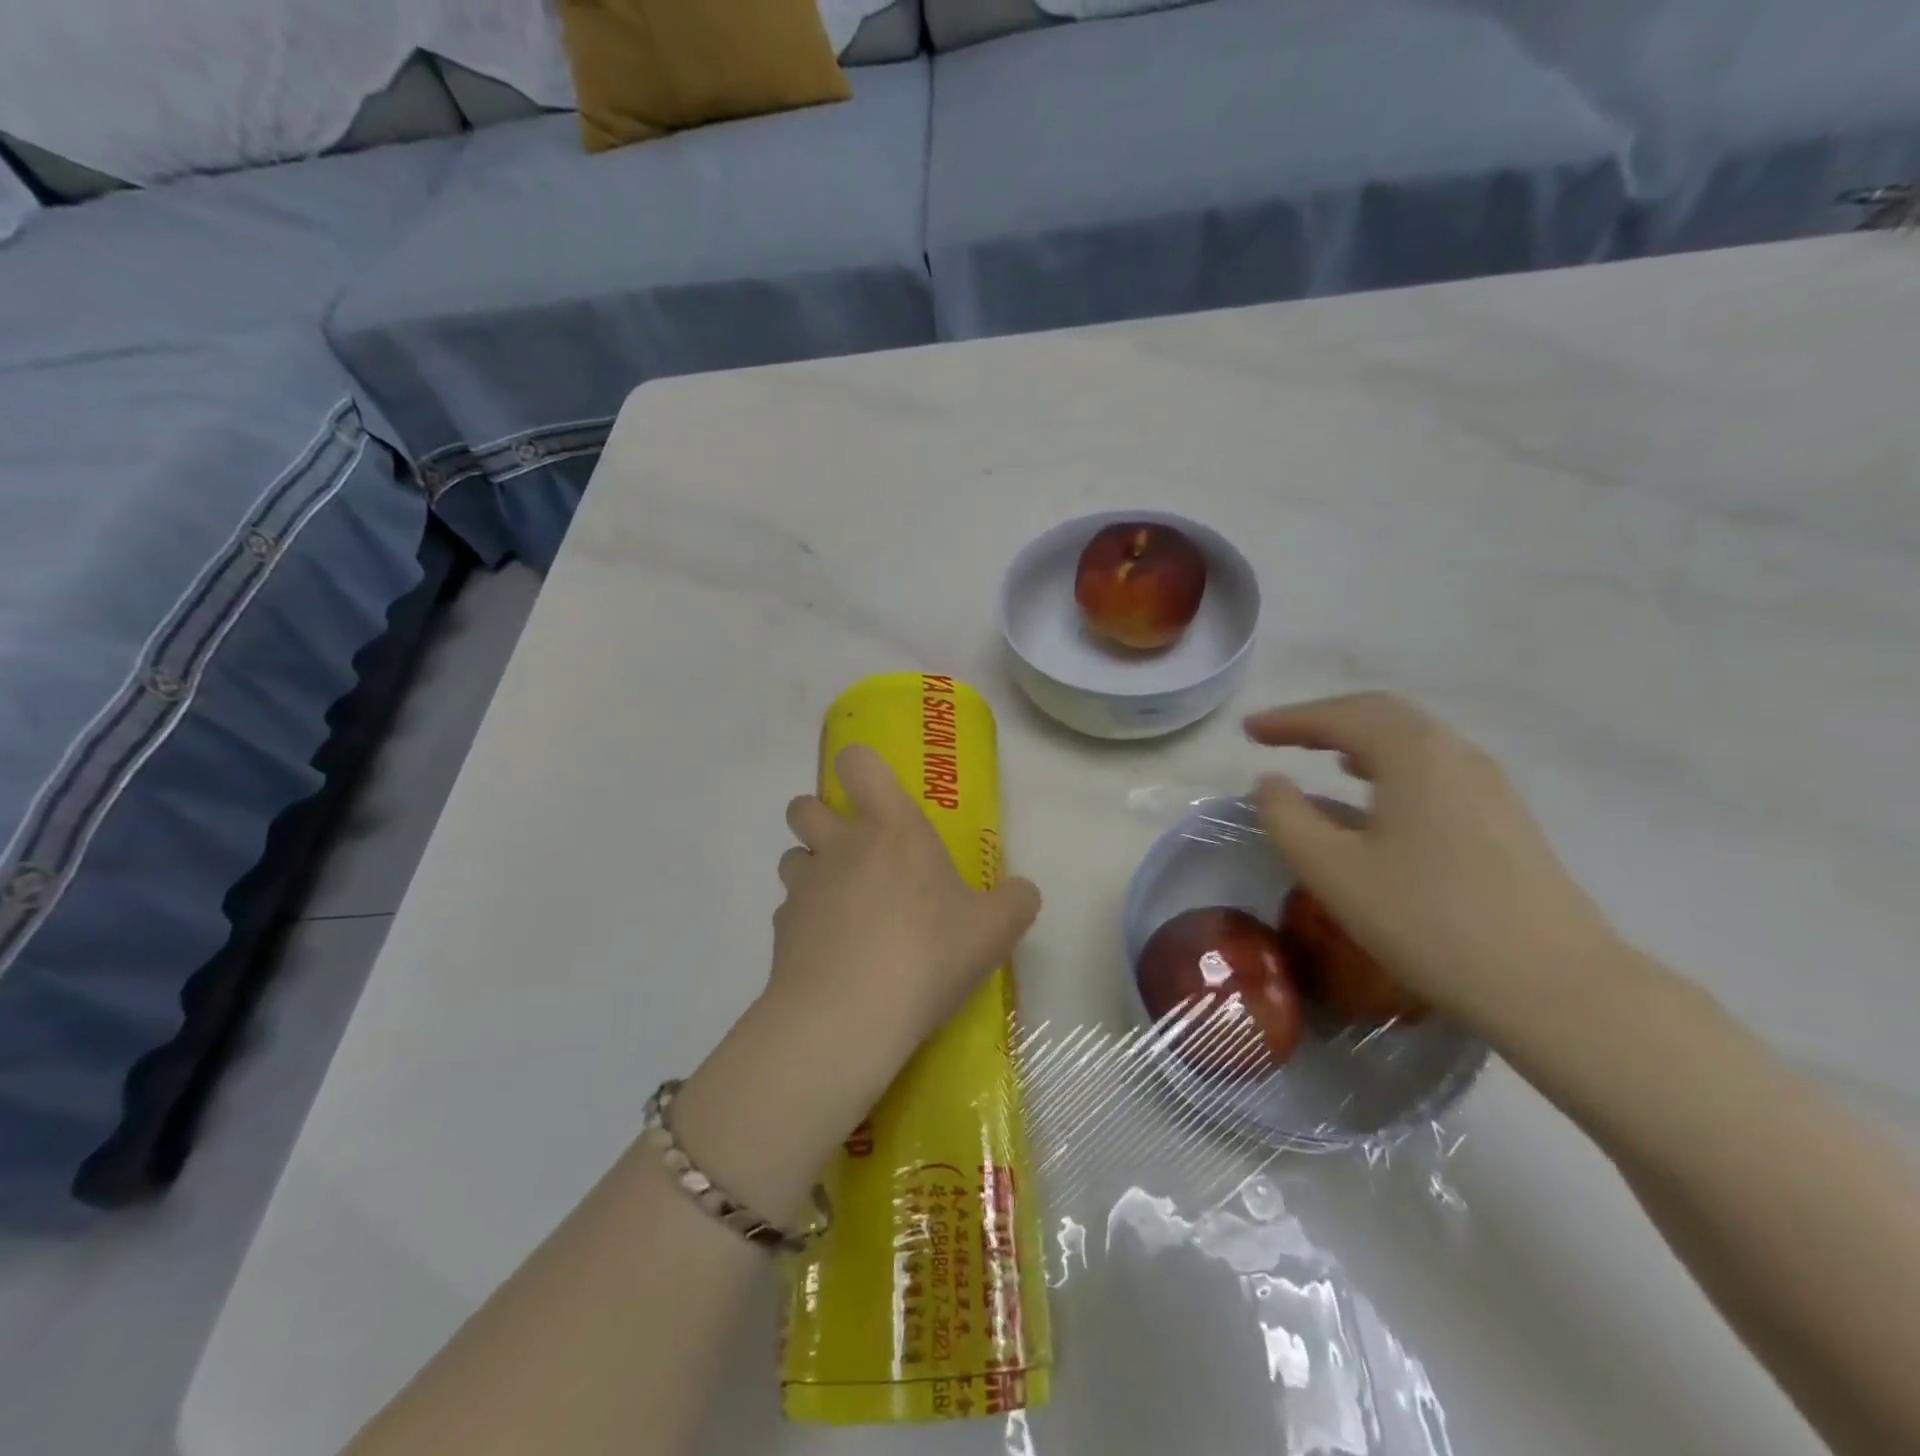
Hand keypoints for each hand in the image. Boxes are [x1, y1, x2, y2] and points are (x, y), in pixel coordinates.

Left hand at [770, 744, 1041, 1072]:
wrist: (848, 1017)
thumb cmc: (926, 953)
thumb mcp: (994, 930)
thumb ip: (1016, 902)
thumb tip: (1023, 892)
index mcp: (890, 828)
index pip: (858, 763)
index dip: (860, 766)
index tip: (874, 790)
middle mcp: (839, 846)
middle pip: (804, 805)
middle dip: (821, 817)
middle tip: (856, 851)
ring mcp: (803, 887)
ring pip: (792, 856)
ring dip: (811, 869)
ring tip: (842, 905)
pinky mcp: (780, 930)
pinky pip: (789, 911)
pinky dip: (805, 923)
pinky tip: (831, 954)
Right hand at [1246, 693, 1623, 1033]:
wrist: (1554, 987)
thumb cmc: (1428, 920)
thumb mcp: (1333, 871)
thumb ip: (1287, 818)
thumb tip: (1270, 783)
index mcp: (1414, 755)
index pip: (1341, 716)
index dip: (1289, 720)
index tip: (1247, 731)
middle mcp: (1456, 755)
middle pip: (1381, 715)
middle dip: (1324, 720)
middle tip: (1278, 736)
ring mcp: (1489, 786)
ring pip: (1412, 742)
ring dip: (1359, 740)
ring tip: (1322, 757)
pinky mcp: (1504, 820)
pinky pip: (1433, 769)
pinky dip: (1390, 765)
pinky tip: (1377, 797)